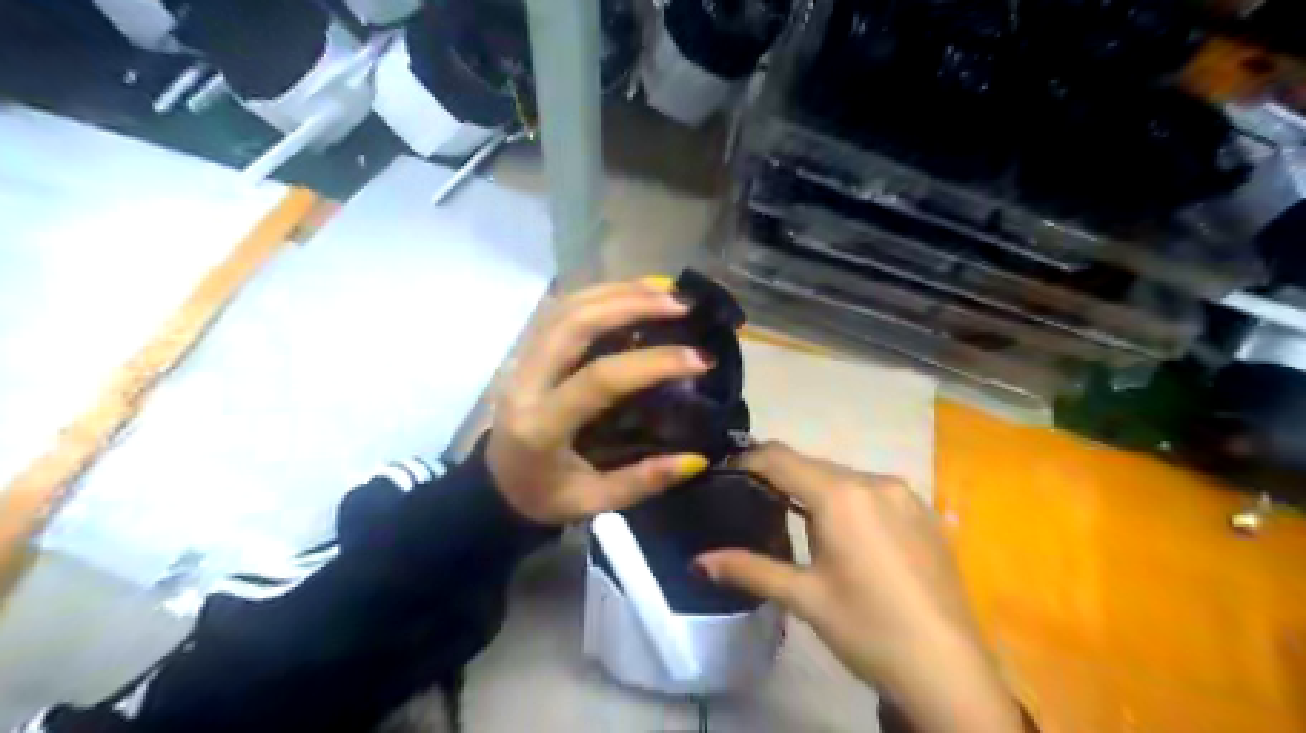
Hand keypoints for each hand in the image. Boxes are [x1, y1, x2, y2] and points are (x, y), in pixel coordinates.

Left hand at [488, 278, 711, 526]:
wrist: (492, 488)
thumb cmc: (543, 497)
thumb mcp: (593, 503)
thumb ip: (643, 480)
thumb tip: (697, 457)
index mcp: (542, 426)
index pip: (599, 379)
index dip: (652, 363)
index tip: (699, 359)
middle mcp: (526, 382)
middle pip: (575, 323)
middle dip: (631, 305)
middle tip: (681, 304)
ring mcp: (521, 360)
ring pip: (565, 307)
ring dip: (617, 291)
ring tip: (665, 288)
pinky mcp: (527, 350)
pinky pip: (561, 309)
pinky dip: (599, 293)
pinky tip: (633, 290)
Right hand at [693, 442, 1019, 732]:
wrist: (950, 671)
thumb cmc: (867, 629)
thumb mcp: (804, 598)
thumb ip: (749, 569)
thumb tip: (697, 562)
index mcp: (841, 495)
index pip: (780, 458)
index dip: (748, 459)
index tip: (725, 472)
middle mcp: (874, 481)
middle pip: (813, 466)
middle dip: (781, 478)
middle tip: (754, 501)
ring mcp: (905, 494)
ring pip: (844, 478)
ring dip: (815, 490)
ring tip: (795, 521)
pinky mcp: (924, 512)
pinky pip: (872, 493)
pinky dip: (848, 501)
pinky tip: (845, 535)